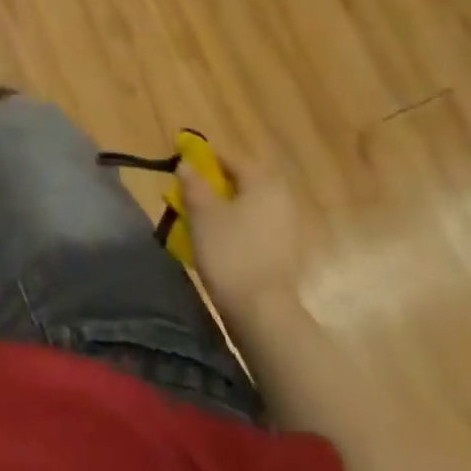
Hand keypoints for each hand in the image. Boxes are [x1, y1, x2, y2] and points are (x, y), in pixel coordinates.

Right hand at [179, 148, 310, 318]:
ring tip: (199, 222)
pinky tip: (218, 243)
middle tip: (189, 196)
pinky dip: (236, 228)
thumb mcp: (201, 212)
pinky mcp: (285, 253)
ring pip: (248, 206)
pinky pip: (255, 228)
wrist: (262, 311)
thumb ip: (193, 183)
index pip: (231, 158)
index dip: (205, 159)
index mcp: (263, 183)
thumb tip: (187, 163)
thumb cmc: (229, 252)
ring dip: (225, 208)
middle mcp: (280, 199)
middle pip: (242, 182)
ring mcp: (287, 228)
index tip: (183, 167)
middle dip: (214, 186)